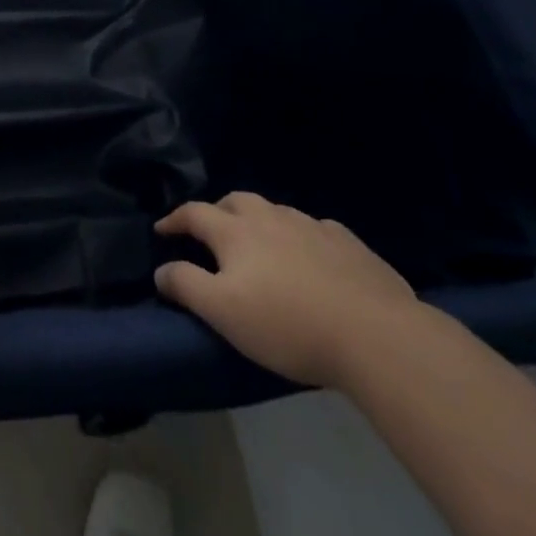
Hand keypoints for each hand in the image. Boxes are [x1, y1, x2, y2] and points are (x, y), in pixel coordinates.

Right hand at [155, 192, 420, 388]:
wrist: (375, 334)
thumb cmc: (288, 324)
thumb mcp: (224, 312)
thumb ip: (187, 286)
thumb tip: (161, 269)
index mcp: (236, 232)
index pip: (194, 213)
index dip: (174, 220)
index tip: (162, 230)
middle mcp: (270, 218)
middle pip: (236, 201)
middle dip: (217, 211)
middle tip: (211, 232)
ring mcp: (312, 227)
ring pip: (275, 211)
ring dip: (259, 220)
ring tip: (259, 243)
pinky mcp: (348, 243)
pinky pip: (315, 228)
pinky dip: (301, 235)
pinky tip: (310, 255)